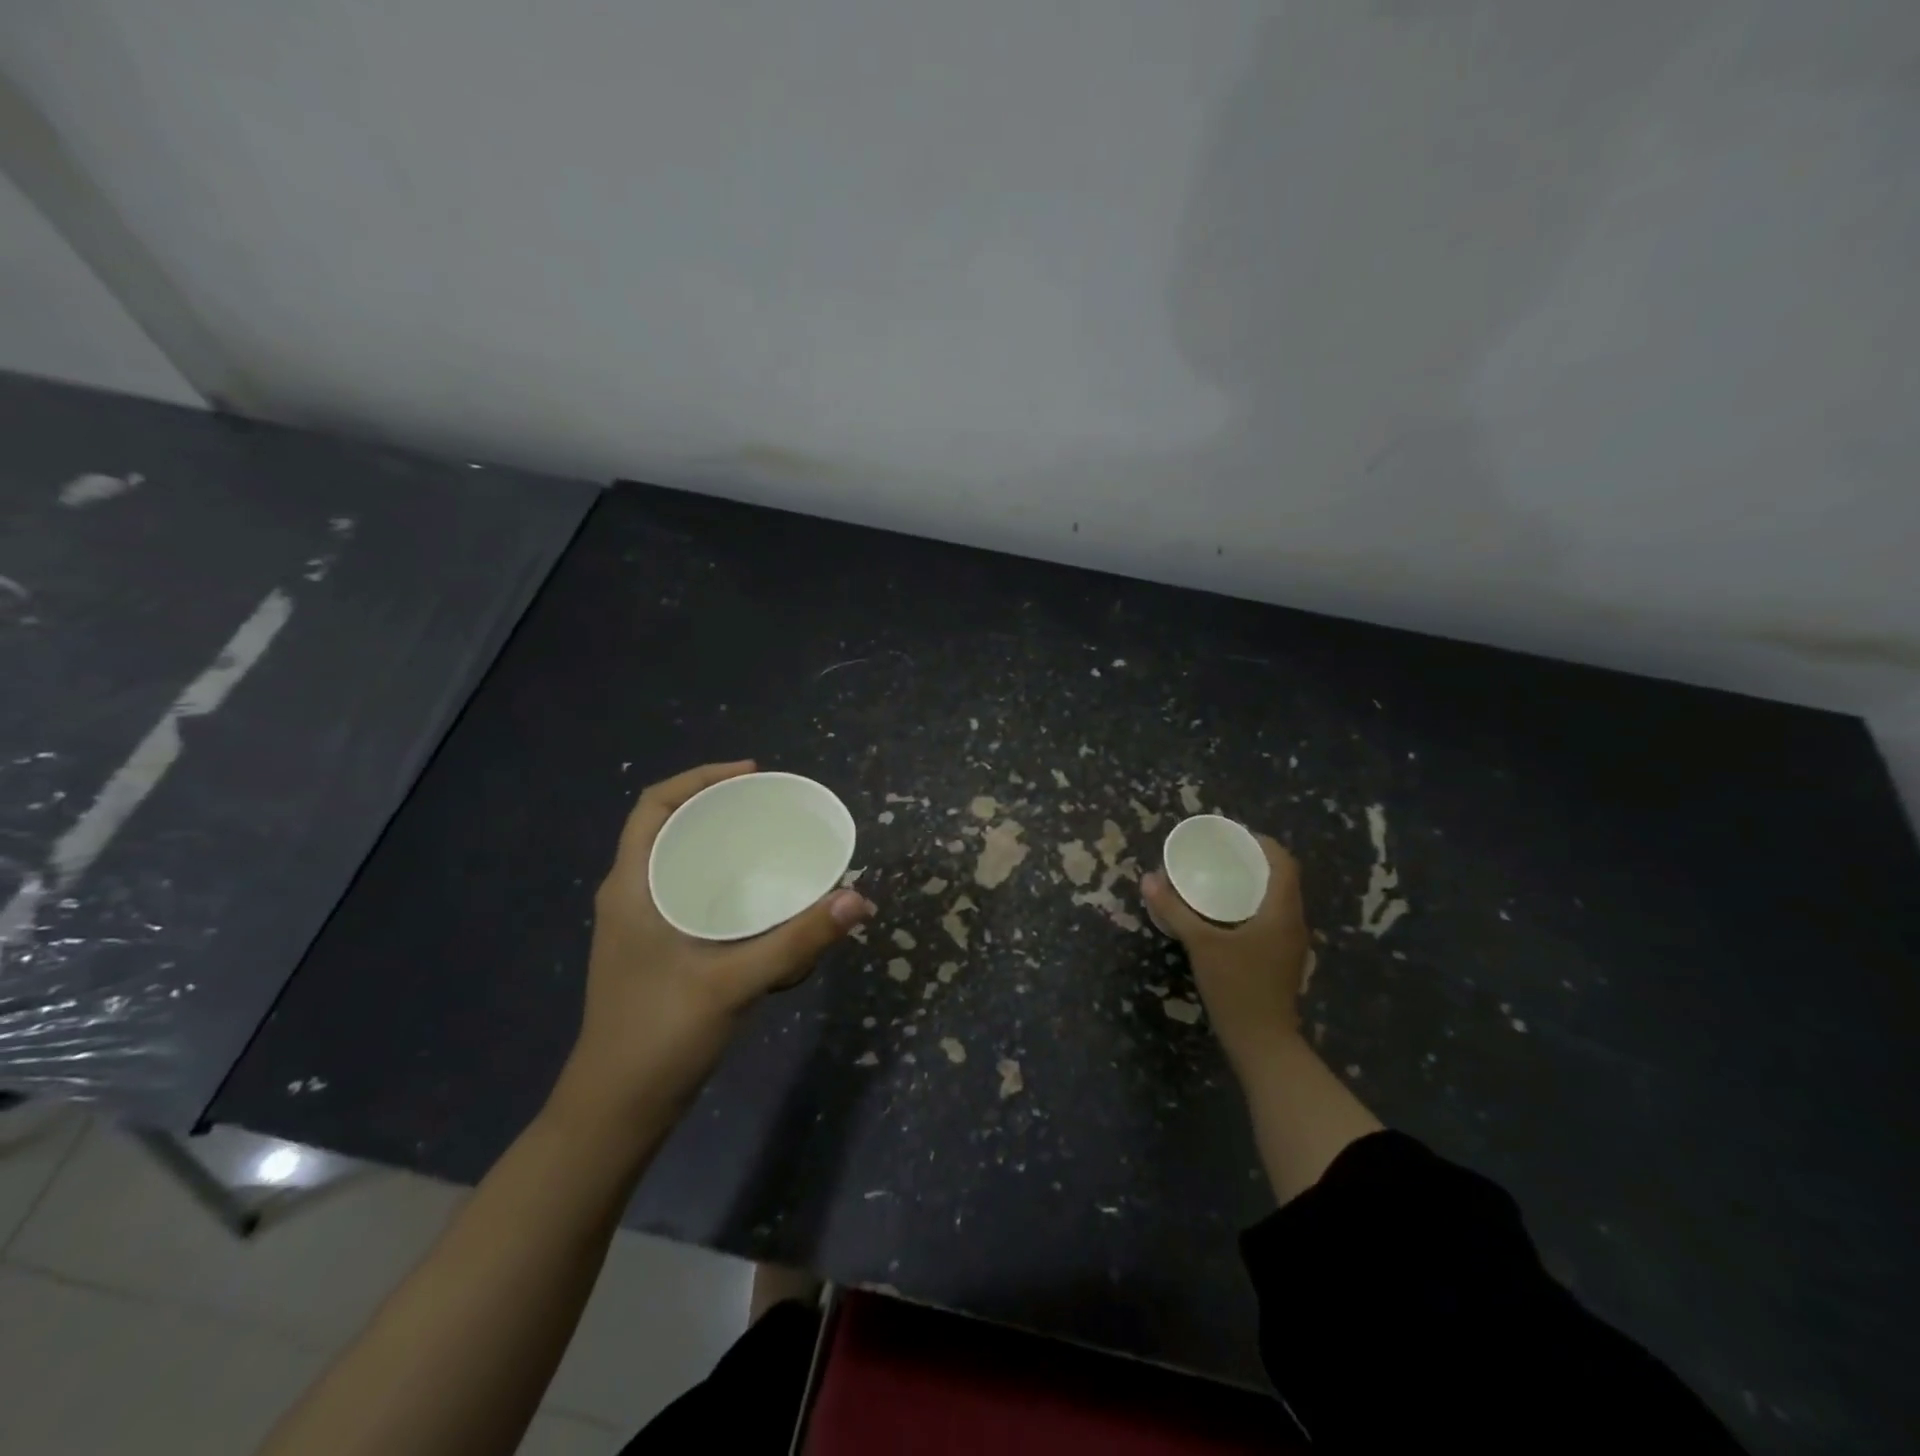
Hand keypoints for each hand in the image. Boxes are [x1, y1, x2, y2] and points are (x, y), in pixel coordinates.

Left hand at [551, 760, 874, 1131]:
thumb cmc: (660, 1036)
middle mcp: (631, 896)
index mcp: (632, 887)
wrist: (615, 1111)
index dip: (700, 779)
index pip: (654, 806)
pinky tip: (756, 896)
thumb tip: (858, 900)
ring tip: (769, 839)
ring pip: (678, 861)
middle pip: (669, 827)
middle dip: (717, 806)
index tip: (752, 775)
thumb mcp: (734, 982)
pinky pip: (687, 891)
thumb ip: (798, 940)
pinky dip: (720, 878)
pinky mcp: (655, 950)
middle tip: (771, 806)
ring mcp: (640, 925)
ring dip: (718, 842)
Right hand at [1141, 835, 1309, 1073]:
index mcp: (1282, 912)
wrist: (1263, 1043)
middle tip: (1219, 854)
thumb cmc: (1237, 987)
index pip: (1284, 863)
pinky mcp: (1282, 960)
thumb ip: (1175, 910)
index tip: (1233, 836)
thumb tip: (1148, 879)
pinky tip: (1225, 914)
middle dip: (1253, 861)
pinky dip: (1252, 905)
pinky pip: (1271, 918)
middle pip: (1281, 879)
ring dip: (1253, 884)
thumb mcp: (1201, 944)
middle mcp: (1293, 922)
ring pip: (1277, 900)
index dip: (1262, 843)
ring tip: (1219, 878)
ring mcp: (1291, 944)